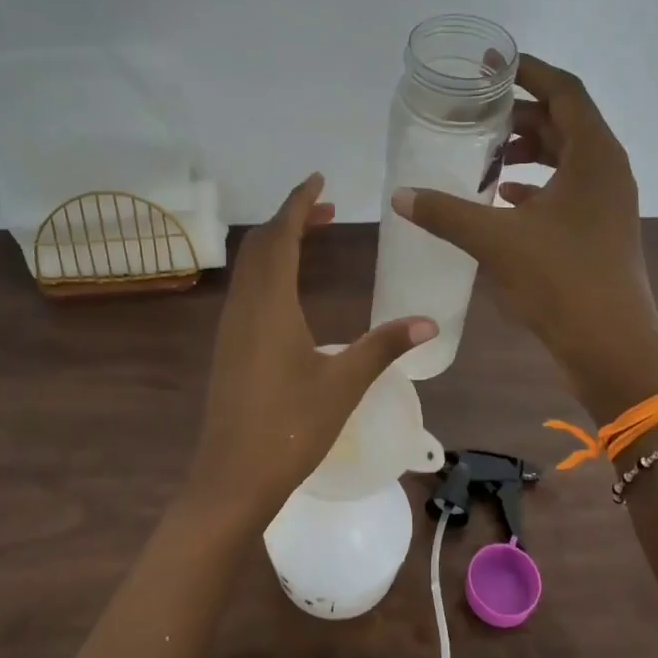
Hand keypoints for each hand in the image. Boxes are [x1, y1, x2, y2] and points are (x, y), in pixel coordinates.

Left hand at [187, 173, 436, 518]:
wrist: (232, 479)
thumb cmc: (290, 428)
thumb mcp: (344, 384)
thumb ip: (384, 346)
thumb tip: (429, 322)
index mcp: (270, 305)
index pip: (280, 236)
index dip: (298, 202)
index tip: (319, 179)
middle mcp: (244, 307)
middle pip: (260, 245)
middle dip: (291, 219)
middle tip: (326, 209)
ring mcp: (231, 328)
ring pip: (250, 268)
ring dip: (278, 245)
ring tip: (313, 238)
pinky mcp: (228, 348)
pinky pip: (247, 290)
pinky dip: (269, 271)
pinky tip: (291, 291)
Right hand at [391, 54, 657, 417]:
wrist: (610, 346)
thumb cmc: (561, 281)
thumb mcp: (496, 241)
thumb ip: (446, 213)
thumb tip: (400, 196)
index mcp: (595, 155)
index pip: (564, 90)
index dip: (528, 70)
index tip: (491, 63)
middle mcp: (607, 169)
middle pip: (564, 121)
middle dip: (520, 115)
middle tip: (475, 116)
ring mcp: (607, 202)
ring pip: (566, 157)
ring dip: (528, 151)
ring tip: (485, 157)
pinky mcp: (599, 229)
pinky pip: (566, 189)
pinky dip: (535, 185)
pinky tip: (502, 199)